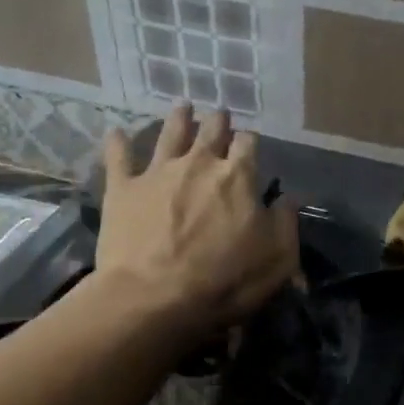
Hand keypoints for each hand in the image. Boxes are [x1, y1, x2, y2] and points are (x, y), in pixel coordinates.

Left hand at [88, 104, 298, 338]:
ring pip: (169, 134)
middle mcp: (198, 163)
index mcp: (238, 177)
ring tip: (183, 106)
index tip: (250, 143)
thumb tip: (287, 199)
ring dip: (178, 119)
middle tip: (219, 114)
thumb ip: (286, 222)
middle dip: (217, 122)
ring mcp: (157, 172)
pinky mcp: (122, 189)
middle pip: (210, 131)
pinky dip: (118, 143)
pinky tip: (116, 132)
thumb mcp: (278, 258)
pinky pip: (119, 157)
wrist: (153, 298)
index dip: (250, 141)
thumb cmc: (225, 281)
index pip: (248, 144)